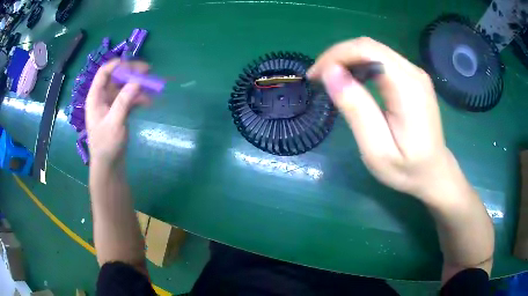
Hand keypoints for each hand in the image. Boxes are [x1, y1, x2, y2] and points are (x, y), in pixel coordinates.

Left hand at [85, 59, 150, 166]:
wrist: (109, 164)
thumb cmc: (106, 144)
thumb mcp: (114, 122)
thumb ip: (124, 101)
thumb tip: (137, 81)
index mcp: (95, 97)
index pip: (104, 73)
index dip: (117, 64)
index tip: (133, 64)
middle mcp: (102, 97)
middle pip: (116, 77)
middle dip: (131, 73)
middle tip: (148, 71)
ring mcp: (111, 104)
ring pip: (124, 87)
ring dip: (137, 85)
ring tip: (152, 86)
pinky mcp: (119, 111)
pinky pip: (129, 98)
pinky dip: (138, 97)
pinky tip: (149, 101)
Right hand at [308, 37, 453, 200]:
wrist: (434, 172)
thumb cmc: (407, 170)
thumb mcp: (377, 150)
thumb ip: (357, 110)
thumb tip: (331, 73)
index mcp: (408, 88)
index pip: (367, 50)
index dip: (335, 56)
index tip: (315, 77)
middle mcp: (414, 72)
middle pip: (369, 46)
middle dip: (337, 56)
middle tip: (318, 78)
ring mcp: (415, 73)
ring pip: (373, 50)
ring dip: (347, 60)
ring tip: (331, 81)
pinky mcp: (413, 78)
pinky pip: (381, 60)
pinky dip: (360, 65)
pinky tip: (352, 80)